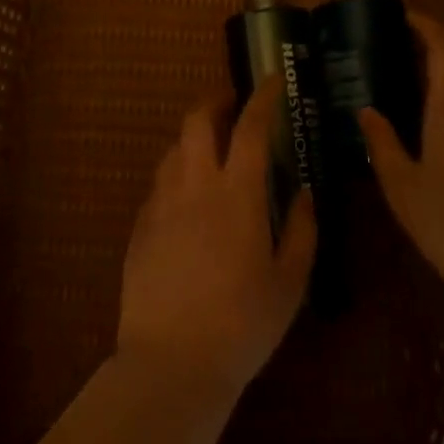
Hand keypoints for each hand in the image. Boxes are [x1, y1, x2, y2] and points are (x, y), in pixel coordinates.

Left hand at [116, 82, 316, 392]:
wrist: (171, 363)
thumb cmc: (243, 324)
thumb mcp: (289, 282)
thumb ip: (301, 230)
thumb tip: (304, 193)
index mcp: (236, 194)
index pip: (250, 127)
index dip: (262, 97)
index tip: (271, 81)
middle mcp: (193, 186)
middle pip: (197, 121)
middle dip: (215, 100)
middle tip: (233, 103)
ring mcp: (160, 204)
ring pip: (173, 149)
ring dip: (194, 138)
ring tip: (212, 152)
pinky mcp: (140, 227)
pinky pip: (159, 183)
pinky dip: (177, 174)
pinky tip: (189, 199)